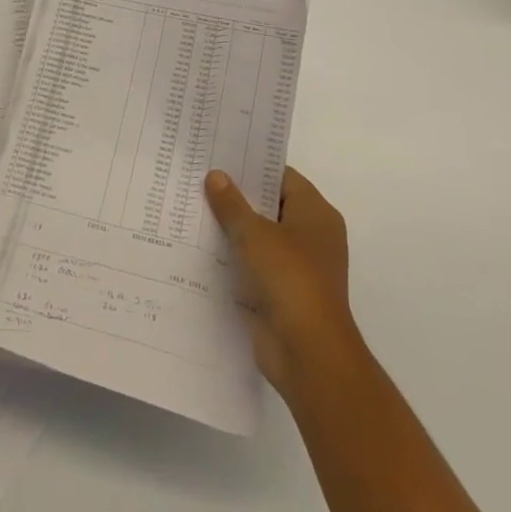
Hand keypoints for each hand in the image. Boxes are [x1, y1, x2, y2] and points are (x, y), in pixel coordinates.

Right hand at [205, 167, 358, 392]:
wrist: (308, 352)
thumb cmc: (289, 278)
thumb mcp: (253, 233)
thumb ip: (232, 203)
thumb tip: (215, 175)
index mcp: (316, 213)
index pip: (282, 177)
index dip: (252, 167)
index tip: (219, 158)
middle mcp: (313, 236)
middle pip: (271, 206)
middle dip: (238, 198)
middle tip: (200, 182)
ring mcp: (300, 268)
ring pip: (262, 238)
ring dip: (234, 230)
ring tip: (194, 212)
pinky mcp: (285, 295)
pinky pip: (256, 267)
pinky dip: (236, 260)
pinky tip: (203, 251)